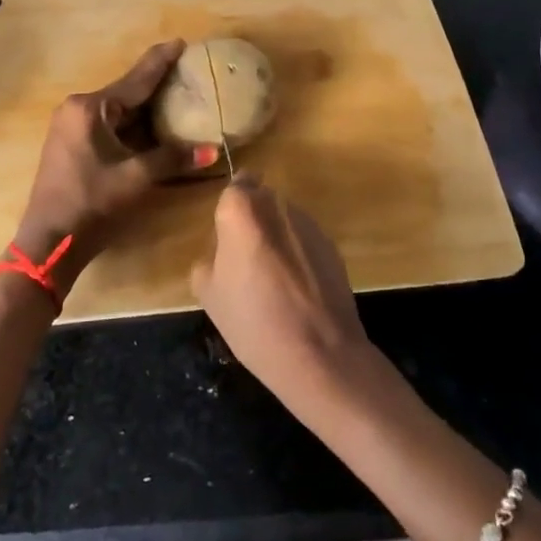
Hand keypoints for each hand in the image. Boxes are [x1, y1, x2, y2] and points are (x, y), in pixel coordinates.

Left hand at [14, 40, 220, 278]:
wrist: (49, 242)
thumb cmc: (91, 203)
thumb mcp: (136, 178)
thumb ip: (173, 158)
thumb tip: (213, 151)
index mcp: (89, 109)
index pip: (135, 80)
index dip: (161, 61)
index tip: (181, 42)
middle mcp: (78, 109)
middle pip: (126, 93)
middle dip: (156, 84)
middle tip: (187, 71)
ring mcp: (72, 128)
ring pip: (118, 111)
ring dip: (146, 108)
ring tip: (177, 95)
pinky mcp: (73, 145)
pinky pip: (110, 126)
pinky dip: (133, 125)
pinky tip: (154, 125)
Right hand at [192, 175, 372, 406]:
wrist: (320, 354)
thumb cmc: (253, 321)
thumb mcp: (208, 293)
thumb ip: (209, 257)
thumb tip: (222, 250)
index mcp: (242, 211)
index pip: (235, 186)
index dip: (230, 209)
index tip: (227, 236)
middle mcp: (278, 206)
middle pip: (261, 200)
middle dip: (253, 221)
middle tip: (245, 259)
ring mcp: (310, 224)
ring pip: (284, 219)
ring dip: (276, 237)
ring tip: (273, 280)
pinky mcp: (333, 245)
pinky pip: (305, 240)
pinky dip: (298, 255)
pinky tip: (297, 290)